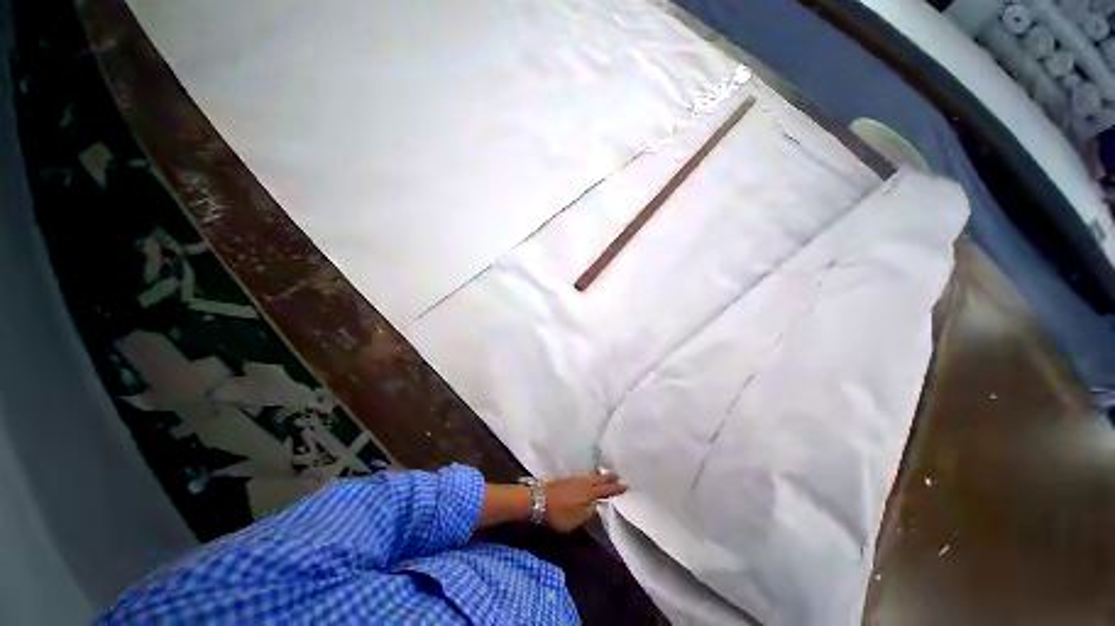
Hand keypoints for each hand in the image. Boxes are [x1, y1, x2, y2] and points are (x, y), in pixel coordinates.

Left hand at [542, 472, 626, 532]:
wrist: (537, 499)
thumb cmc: (559, 513)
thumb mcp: (577, 519)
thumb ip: (589, 512)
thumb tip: (598, 504)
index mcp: (588, 493)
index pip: (605, 490)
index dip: (615, 488)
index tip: (626, 484)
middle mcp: (583, 482)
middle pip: (598, 479)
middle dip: (608, 477)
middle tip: (618, 474)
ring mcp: (573, 478)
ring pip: (590, 475)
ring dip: (599, 475)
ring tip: (605, 474)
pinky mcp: (565, 478)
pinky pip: (583, 474)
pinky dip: (590, 474)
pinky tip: (588, 476)